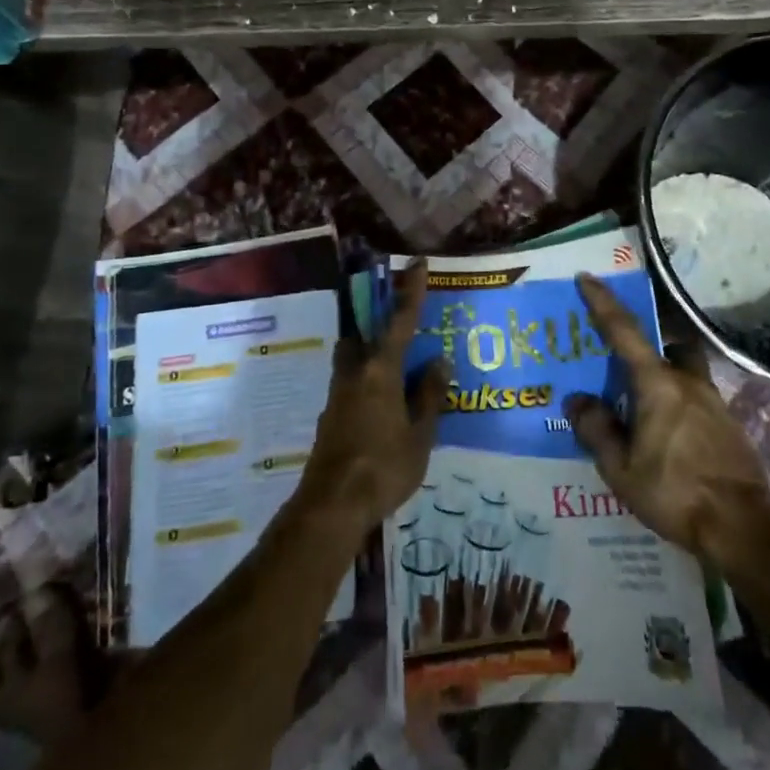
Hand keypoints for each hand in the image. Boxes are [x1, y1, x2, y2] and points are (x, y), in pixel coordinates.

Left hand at [299, 260, 448, 533]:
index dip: (411, 290)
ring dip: (371, 353)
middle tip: (401, 326)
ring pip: (353, 359)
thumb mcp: (420, 435)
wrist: (331, 506)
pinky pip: (352, 384)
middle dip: (378, 323)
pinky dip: (368, 382)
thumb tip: (438, 362)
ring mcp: (338, 396)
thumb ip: (429, 396)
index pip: (400, 320)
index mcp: (380, 371)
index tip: (417, 262)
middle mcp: (355, 374)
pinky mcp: (331, 418)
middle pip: (363, 335)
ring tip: (397, 369)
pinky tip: (383, 405)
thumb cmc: (383, 467)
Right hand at [565, 274, 769, 570]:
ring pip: (684, 373)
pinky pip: (697, 399)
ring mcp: (714, 402)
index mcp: (657, 384)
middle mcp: (688, 382)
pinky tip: (671, 437)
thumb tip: (578, 400)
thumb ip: (597, 429)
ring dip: (664, 379)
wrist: (741, 528)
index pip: (624, 331)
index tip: (587, 278)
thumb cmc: (673, 492)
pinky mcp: (729, 425)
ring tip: (645, 410)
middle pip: (666, 346)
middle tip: (625, 367)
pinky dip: (679, 406)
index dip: (603, 303)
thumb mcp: (620, 468)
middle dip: (647, 347)